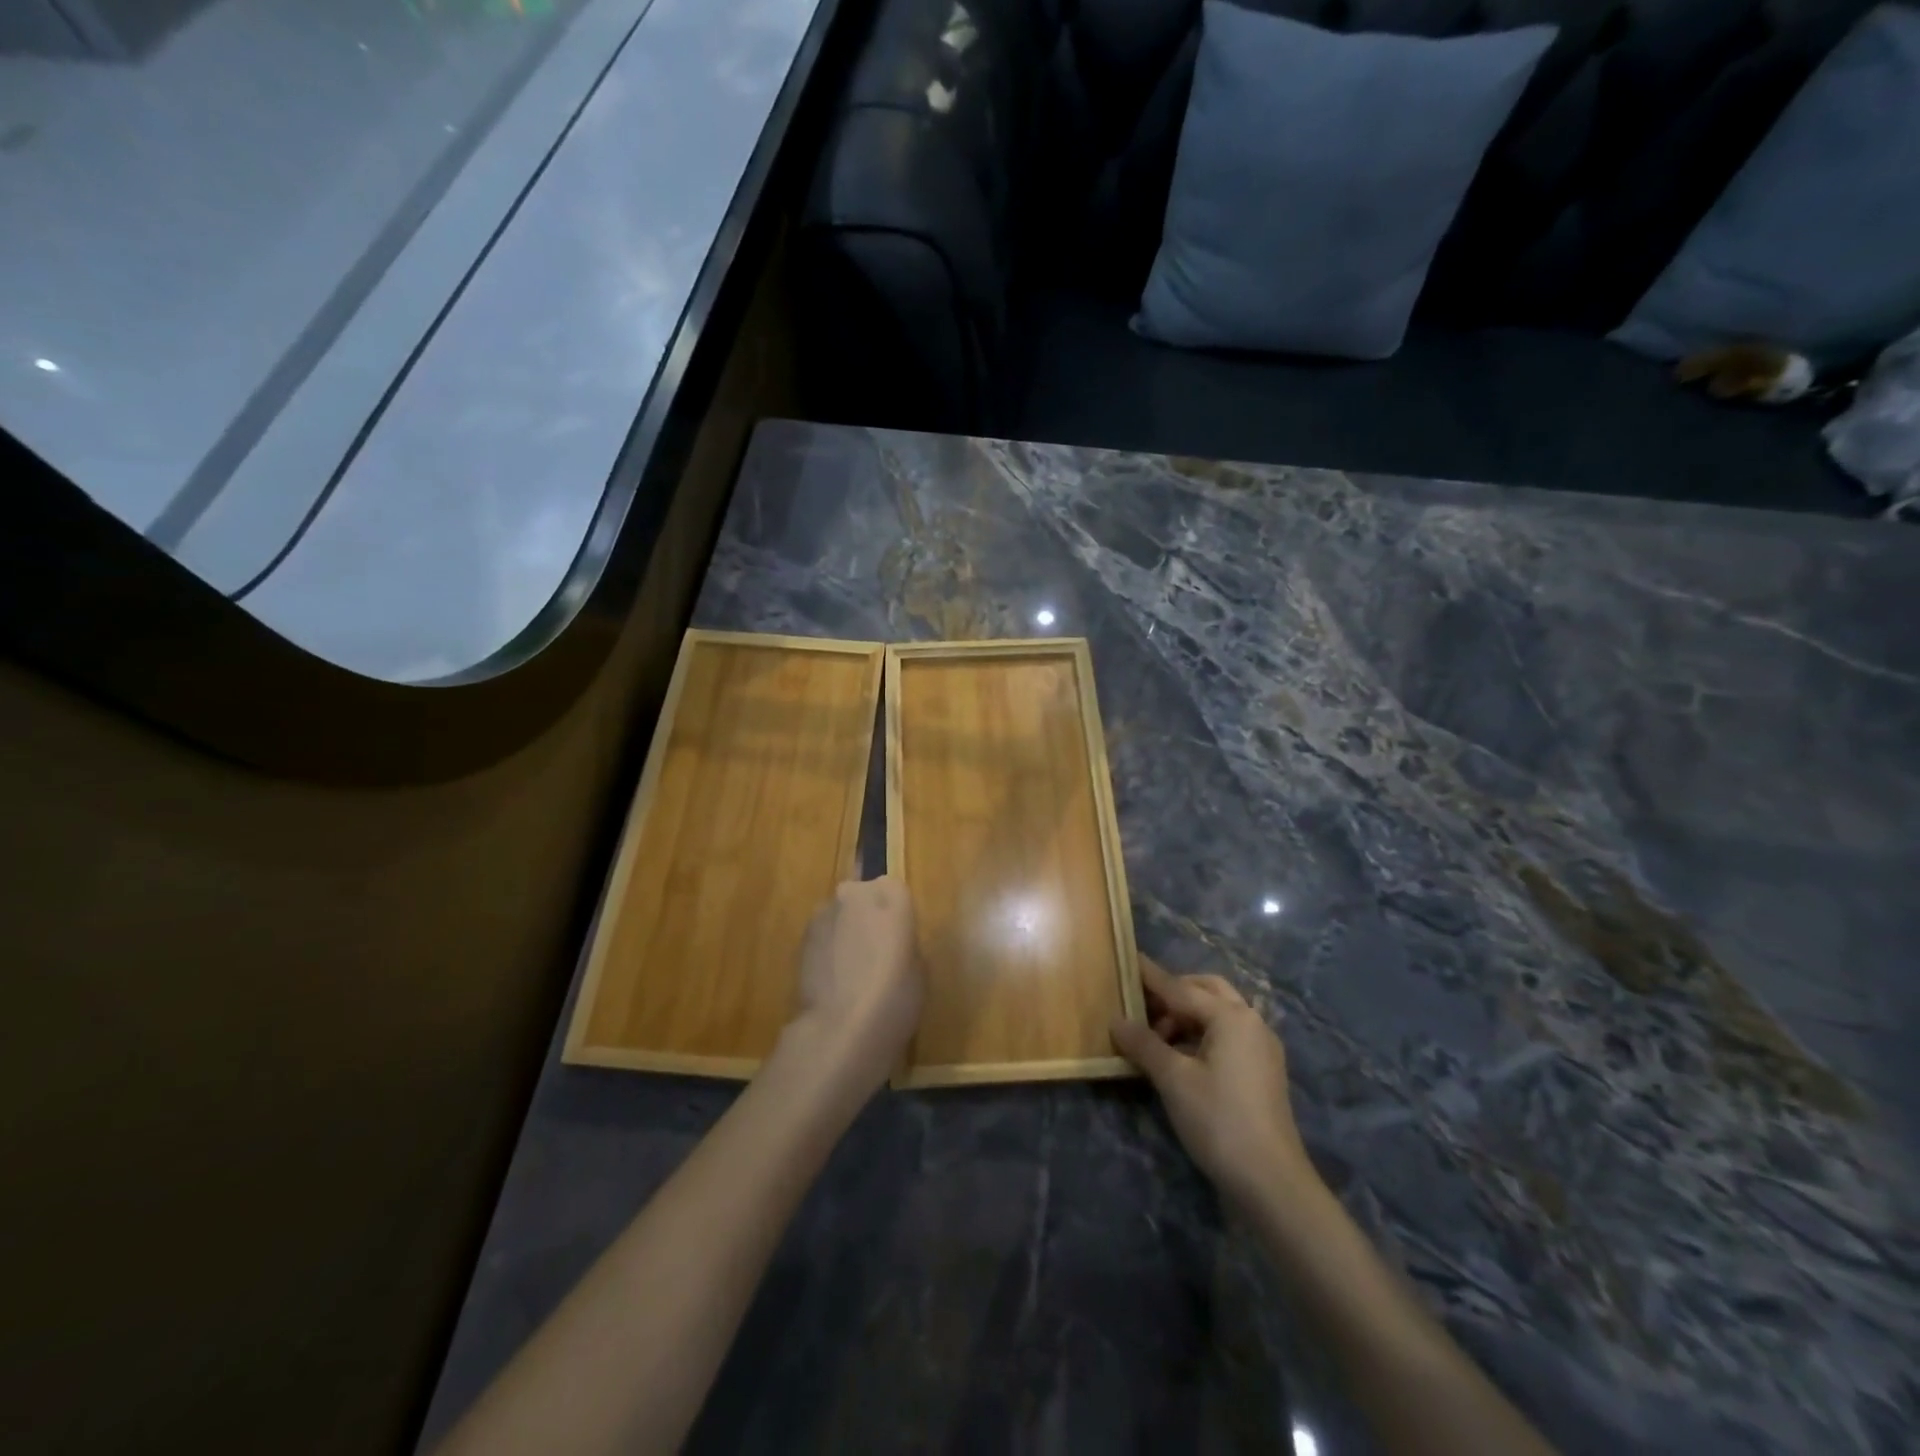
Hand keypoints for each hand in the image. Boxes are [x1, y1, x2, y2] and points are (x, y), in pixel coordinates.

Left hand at [787, 877, 921, 1096]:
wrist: (840, 1029)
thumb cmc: (894, 997)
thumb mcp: (920, 970)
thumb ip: (906, 943)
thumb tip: (893, 944)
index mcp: (891, 894)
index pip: (896, 891)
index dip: (897, 916)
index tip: (899, 941)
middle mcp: (855, 893)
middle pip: (863, 897)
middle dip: (868, 917)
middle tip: (876, 953)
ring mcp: (823, 914)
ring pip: (840, 916)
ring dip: (845, 933)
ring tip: (852, 971)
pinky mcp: (800, 938)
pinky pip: (822, 937)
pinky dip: (828, 950)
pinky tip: (834, 980)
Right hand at [1111, 959, 1318, 1209]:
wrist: (1271, 1182)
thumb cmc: (1218, 1120)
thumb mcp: (1173, 1079)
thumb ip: (1144, 1044)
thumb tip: (1117, 1020)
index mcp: (1231, 1016)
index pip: (1180, 988)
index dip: (1151, 977)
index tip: (1128, 958)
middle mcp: (1251, 1022)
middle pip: (1206, 991)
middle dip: (1174, 993)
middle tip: (1142, 1006)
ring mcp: (1261, 1047)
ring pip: (1218, 1013)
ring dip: (1187, 1015)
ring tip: (1157, 1038)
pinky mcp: (1263, 1070)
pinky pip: (1227, 1034)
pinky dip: (1201, 1034)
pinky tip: (1181, 1056)